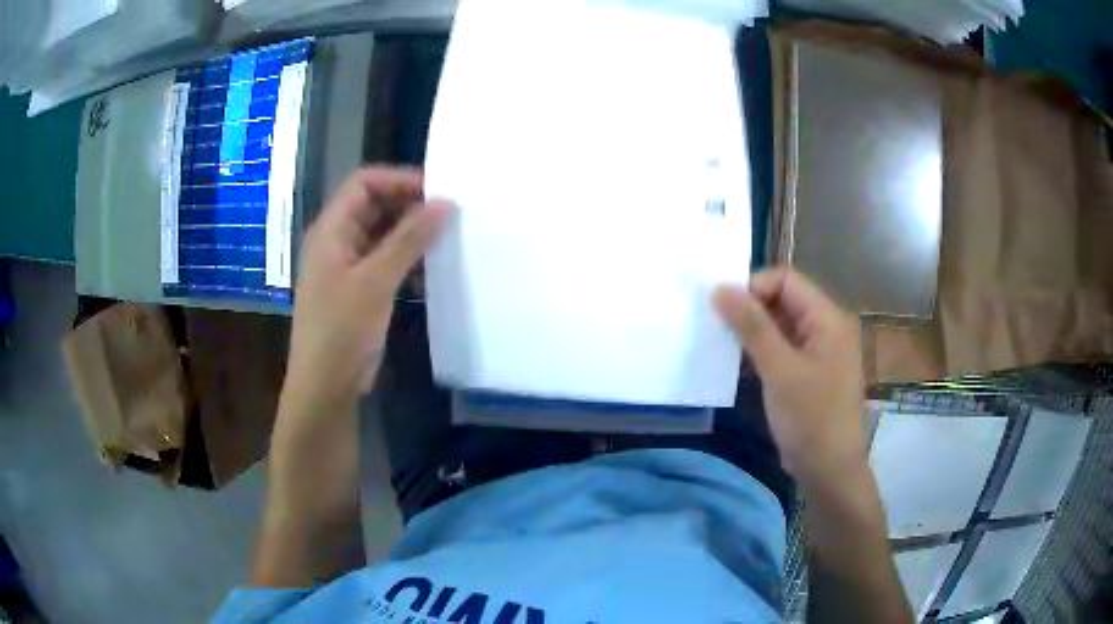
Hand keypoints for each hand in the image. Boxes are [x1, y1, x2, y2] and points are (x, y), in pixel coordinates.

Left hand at [284, 167, 450, 409]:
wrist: (326, 387)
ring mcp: (347, 266)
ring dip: (411, 233)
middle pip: (373, 206)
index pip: (363, 183)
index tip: (437, 190)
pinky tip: (432, 270)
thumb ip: (409, 239)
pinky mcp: (358, 289)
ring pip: (381, 234)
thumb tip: (444, 203)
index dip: (398, 180)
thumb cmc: (342, 331)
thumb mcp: (376, 281)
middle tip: (449, 213)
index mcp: (330, 230)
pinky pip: (384, 261)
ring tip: (447, 237)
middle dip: (409, 205)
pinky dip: (407, 259)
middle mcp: (336, 241)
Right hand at [714, 267, 866, 477]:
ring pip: (780, 325)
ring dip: (753, 332)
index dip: (753, 287)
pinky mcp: (809, 372)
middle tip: (717, 327)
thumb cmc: (810, 418)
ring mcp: (819, 351)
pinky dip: (761, 352)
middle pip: (784, 300)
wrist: (829, 470)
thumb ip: (752, 326)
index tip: (723, 310)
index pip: (786, 279)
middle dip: (750, 309)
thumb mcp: (779, 370)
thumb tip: (720, 288)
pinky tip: (738, 365)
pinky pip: (783, 348)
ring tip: (723, 345)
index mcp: (827, 318)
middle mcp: (826, 327)